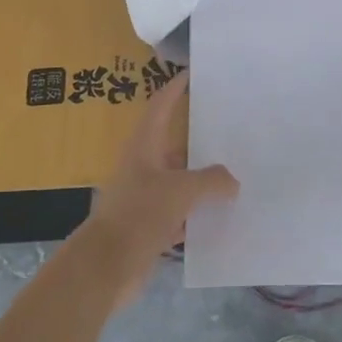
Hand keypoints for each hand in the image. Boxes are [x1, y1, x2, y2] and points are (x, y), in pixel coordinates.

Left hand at [79, 69, 237, 304]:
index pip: (160, 106)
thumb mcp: (182, 190)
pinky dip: (196, 212)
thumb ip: (212, 181)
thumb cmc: (140, 215)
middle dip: (199, 138)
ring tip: (236, 173)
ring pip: (178, 180)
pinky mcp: (148, 225)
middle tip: (231, 130)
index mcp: (144, 146)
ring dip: (201, 179)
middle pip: (173, 144)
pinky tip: (220, 216)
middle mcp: (142, 166)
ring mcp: (144, 197)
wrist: (106, 267)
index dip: (175, 88)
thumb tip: (232, 182)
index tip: (192, 74)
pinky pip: (179, 212)